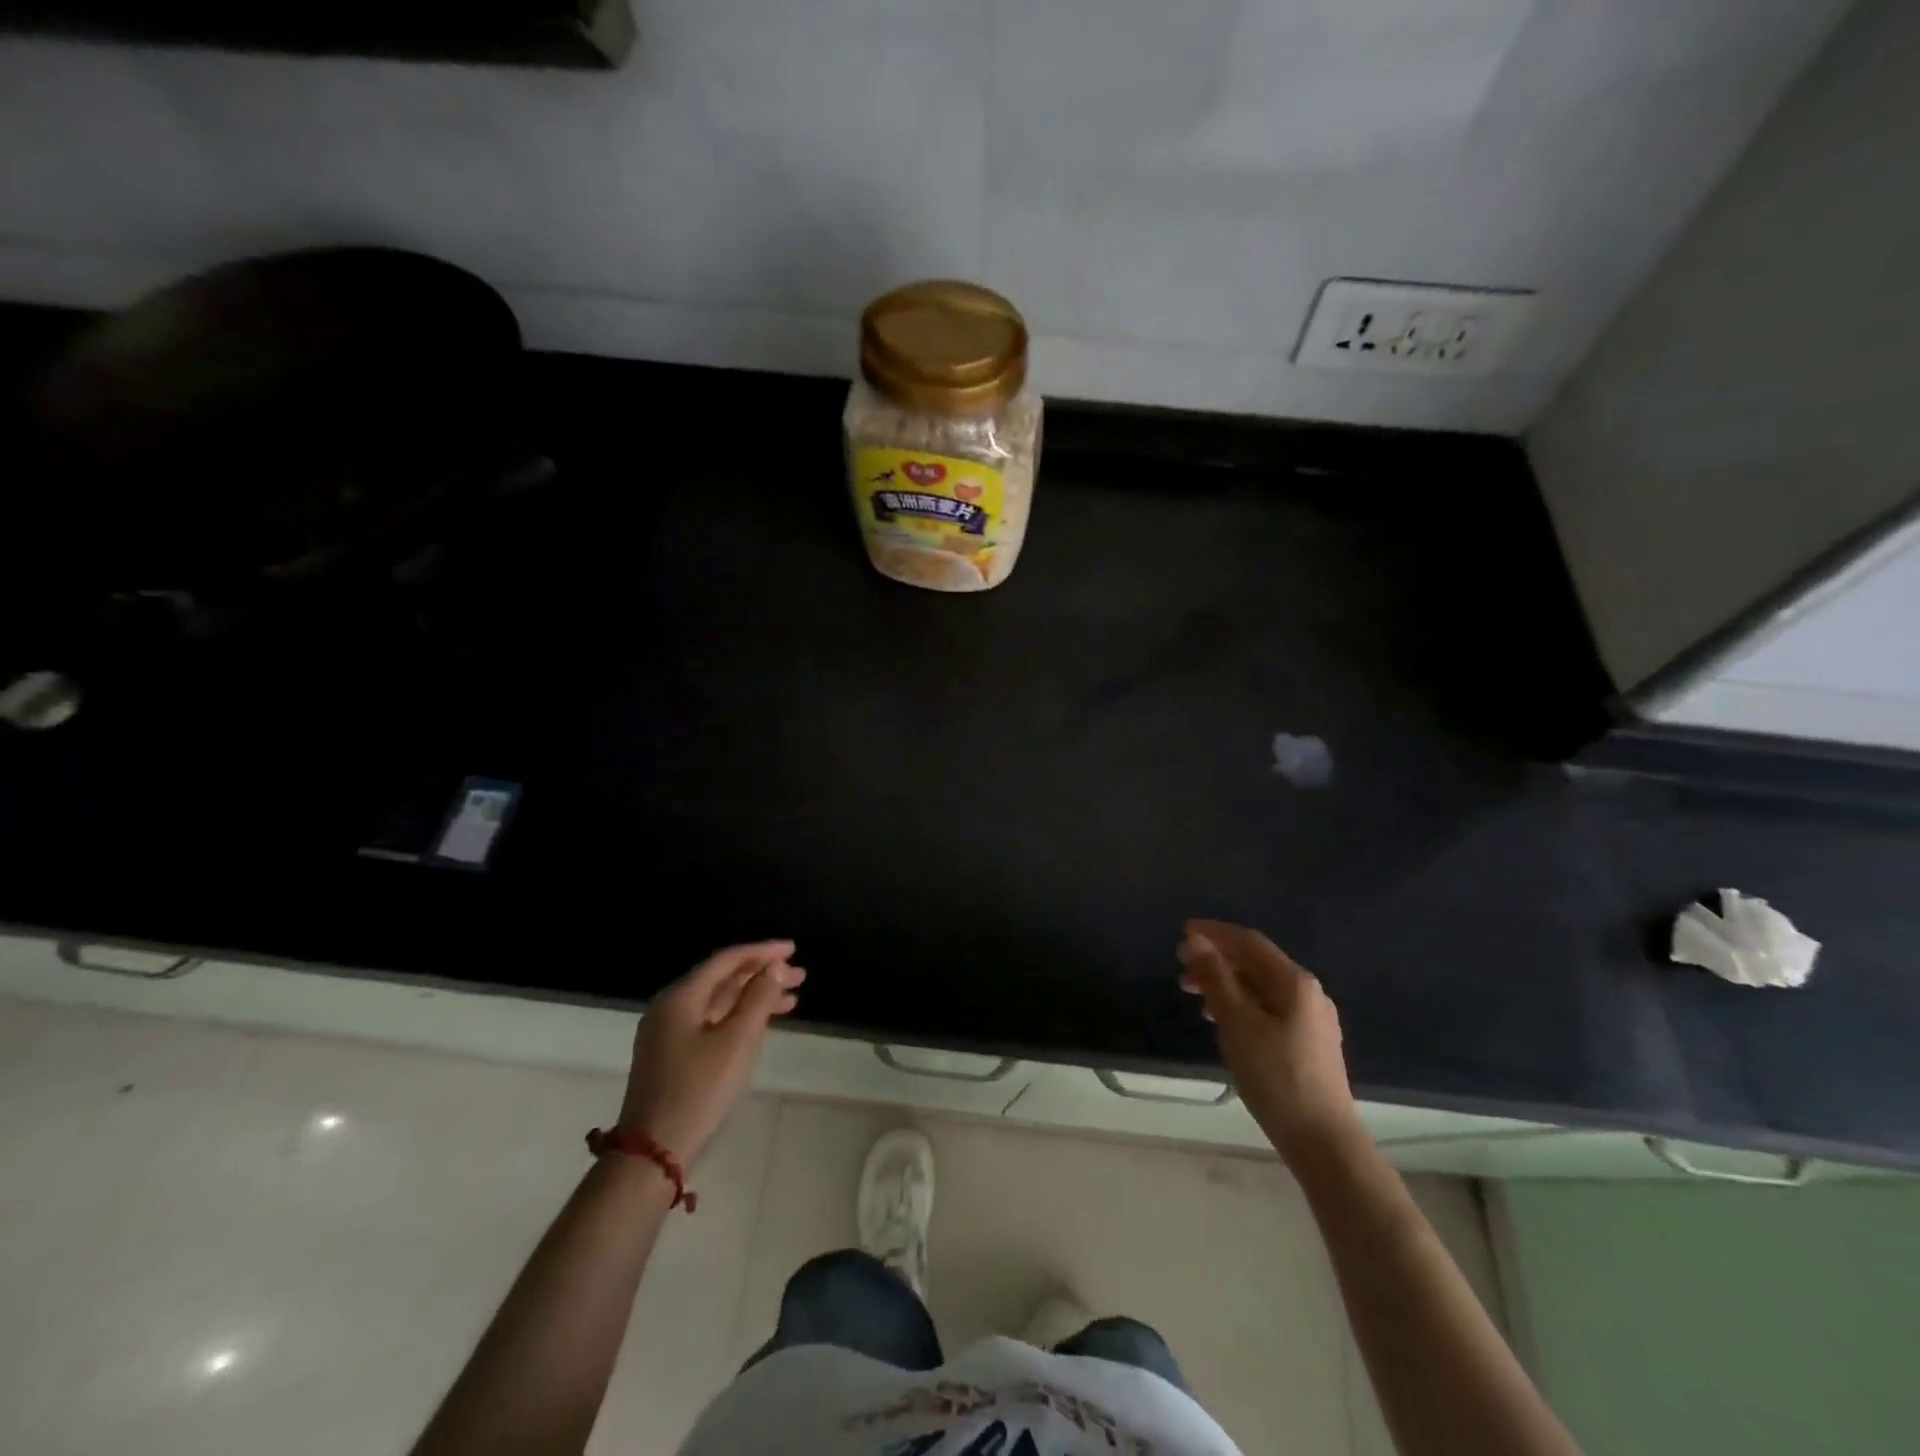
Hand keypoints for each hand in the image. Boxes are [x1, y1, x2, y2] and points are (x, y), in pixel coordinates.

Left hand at [618, 941, 804, 1161]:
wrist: (653, 1154)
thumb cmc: (698, 1091)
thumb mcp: (736, 1042)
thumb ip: (758, 999)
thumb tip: (775, 967)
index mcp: (680, 997)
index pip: (726, 960)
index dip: (762, 952)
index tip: (793, 949)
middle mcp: (670, 1007)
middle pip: (723, 979)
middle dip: (762, 974)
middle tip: (800, 975)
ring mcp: (668, 1032)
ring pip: (719, 1002)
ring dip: (754, 997)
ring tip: (792, 999)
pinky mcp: (672, 1054)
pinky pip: (712, 1021)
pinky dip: (739, 1017)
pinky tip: (763, 1023)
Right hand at [1178, 920, 1362, 1163]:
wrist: (1324, 1142)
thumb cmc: (1277, 1077)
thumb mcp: (1237, 1023)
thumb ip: (1215, 978)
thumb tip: (1195, 941)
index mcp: (1295, 982)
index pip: (1249, 942)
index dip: (1214, 933)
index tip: (1182, 931)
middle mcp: (1308, 994)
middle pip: (1256, 964)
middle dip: (1218, 961)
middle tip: (1181, 970)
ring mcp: (1312, 1021)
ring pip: (1261, 988)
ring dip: (1226, 984)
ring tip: (1195, 996)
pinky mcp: (1309, 1045)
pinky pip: (1268, 1009)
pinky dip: (1241, 1005)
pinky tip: (1223, 1022)